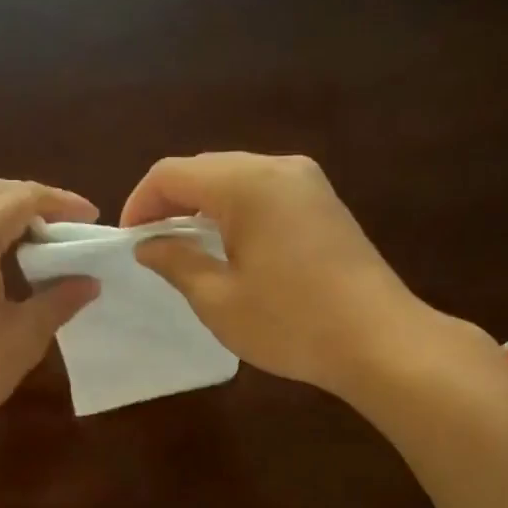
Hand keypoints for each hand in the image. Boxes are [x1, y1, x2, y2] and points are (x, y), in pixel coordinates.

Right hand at [121, 152, 454, 397]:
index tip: (128, 242)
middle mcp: (278, 167)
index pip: (172, 173)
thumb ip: (176, 262)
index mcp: (246, 183)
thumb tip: (148, 244)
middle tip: (153, 247)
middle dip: (171, 203)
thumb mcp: (219, 300)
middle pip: (205, 169)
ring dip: (203, 207)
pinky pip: (264, 192)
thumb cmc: (291, 323)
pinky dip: (236, 212)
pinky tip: (231, 248)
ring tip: (187, 250)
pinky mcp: (324, 203)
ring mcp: (307, 182)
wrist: (379, 340)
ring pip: (236, 178)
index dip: (140, 203)